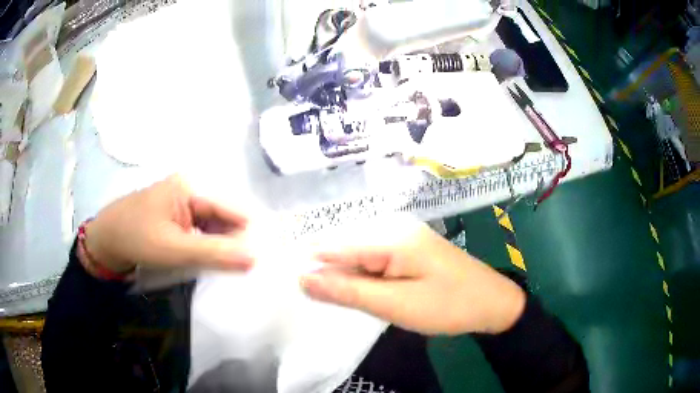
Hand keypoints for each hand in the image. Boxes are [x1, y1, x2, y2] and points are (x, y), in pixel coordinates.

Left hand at [82, 175, 253, 273]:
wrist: (105, 242)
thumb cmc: (136, 239)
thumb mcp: (175, 249)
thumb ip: (215, 254)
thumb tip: (255, 258)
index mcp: (190, 188)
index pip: (231, 210)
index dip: (245, 235)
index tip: (258, 261)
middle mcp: (188, 191)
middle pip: (222, 217)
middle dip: (231, 242)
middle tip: (241, 270)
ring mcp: (180, 204)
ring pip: (211, 227)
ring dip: (218, 247)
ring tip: (226, 270)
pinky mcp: (174, 217)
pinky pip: (199, 232)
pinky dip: (205, 247)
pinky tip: (208, 263)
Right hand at [301, 219, 525, 334]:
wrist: (491, 303)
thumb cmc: (447, 306)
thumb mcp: (395, 304)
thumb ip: (348, 291)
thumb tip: (303, 278)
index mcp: (391, 236)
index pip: (334, 245)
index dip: (310, 264)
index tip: (289, 283)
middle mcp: (394, 227)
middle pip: (344, 246)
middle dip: (327, 272)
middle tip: (312, 299)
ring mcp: (403, 236)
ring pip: (357, 254)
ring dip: (344, 276)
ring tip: (334, 299)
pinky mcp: (408, 248)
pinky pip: (373, 258)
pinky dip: (362, 276)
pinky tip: (358, 291)